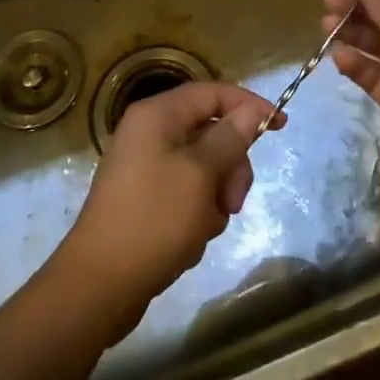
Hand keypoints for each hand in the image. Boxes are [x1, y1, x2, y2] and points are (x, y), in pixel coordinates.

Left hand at [52, 81, 283, 343]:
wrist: (99, 286)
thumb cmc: (153, 220)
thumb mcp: (201, 174)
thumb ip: (230, 138)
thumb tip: (251, 110)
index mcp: (157, 115)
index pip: (213, 93)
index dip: (249, 105)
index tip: (280, 127)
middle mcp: (150, 133)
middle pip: (211, 132)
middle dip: (230, 167)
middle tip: (233, 202)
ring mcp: (146, 167)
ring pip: (204, 167)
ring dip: (215, 196)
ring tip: (204, 228)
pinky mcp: (147, 199)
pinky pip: (188, 194)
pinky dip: (197, 214)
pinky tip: (190, 240)